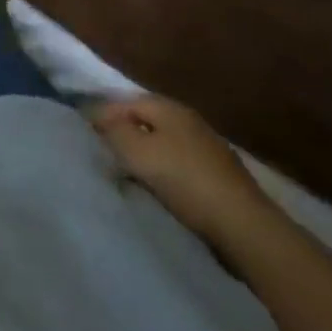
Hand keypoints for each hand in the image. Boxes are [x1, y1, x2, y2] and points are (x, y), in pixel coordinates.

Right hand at [91, 95, 273, 250]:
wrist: (246, 228)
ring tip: (128, 174)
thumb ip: (113, 132)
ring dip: (145, 154)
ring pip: (164, 143)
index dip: (103, 116)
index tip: (85, 135)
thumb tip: (95, 117)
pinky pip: (180, 164)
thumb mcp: (138, 153)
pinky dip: (165, 171)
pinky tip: (160, 189)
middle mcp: (188, 119)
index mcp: (168, 107)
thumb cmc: (186, 182)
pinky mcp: (220, 176)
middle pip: (145, 121)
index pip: (125, 102)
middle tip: (104, 154)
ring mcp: (208, 147)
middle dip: (124, 134)